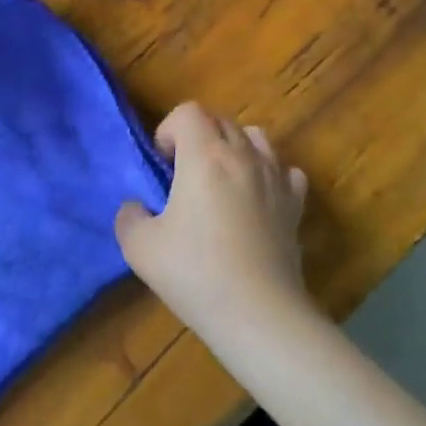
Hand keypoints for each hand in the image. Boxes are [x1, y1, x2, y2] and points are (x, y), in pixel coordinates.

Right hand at [115, 102, 311, 340]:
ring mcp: (276, 178)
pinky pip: (285, 170)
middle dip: (198, 136)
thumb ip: (128, 217)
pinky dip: (269, 174)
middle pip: (221, 120)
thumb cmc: (195, 273)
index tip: (162, 163)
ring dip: (234, 148)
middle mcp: (244, 155)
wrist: (259, 314)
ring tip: (221, 180)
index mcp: (205, 156)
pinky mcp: (296, 204)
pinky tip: (257, 200)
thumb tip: (136, 208)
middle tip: (183, 173)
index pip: (189, 112)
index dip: (169, 129)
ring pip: (256, 137)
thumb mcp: (139, 248)